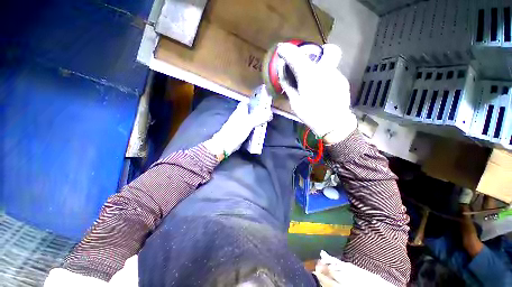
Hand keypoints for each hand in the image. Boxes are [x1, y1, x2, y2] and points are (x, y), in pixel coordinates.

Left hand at [203, 101, 272, 158]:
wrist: (226, 144)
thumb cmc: (236, 132)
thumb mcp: (248, 123)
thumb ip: (259, 118)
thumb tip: (269, 113)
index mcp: (240, 112)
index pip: (246, 103)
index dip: (253, 101)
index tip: (262, 102)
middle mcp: (239, 117)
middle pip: (249, 111)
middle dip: (257, 111)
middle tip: (266, 113)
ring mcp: (239, 125)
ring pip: (249, 120)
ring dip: (256, 120)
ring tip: (265, 121)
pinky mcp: (240, 132)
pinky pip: (249, 128)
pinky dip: (254, 128)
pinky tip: (259, 130)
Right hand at [277, 43, 356, 143]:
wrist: (334, 125)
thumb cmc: (311, 115)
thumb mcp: (295, 103)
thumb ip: (289, 87)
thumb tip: (283, 76)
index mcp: (309, 76)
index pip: (296, 57)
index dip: (287, 51)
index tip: (281, 49)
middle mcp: (326, 70)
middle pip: (328, 50)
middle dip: (319, 51)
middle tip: (310, 63)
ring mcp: (337, 75)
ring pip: (330, 64)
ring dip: (321, 68)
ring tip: (315, 83)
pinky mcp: (343, 82)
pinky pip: (333, 74)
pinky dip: (326, 78)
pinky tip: (323, 90)